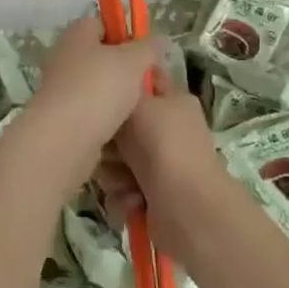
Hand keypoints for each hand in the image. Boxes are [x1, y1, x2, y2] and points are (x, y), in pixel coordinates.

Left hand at [17, 17, 162, 182]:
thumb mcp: (133, 61)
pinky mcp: (61, 116)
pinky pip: (90, 110)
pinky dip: (105, 116)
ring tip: (140, 107)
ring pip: (96, 85)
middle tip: (148, 81)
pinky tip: (123, 126)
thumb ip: (149, 48)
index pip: (101, 24)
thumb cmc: (100, 87)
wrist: (64, 137)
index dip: (124, 34)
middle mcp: (64, 57)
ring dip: (116, 95)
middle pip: (99, 56)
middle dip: (124, 68)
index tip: (144, 52)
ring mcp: (60, 87)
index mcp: (76, 34)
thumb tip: (161, 39)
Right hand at [101, 70, 237, 258]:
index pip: (144, 80)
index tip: (101, 93)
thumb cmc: (163, 144)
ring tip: (124, 180)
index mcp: (173, 101)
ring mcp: (161, 164)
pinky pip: (121, 188)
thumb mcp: (137, 103)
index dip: (122, 82)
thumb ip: (120, 89)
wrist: (187, 207)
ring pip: (116, 159)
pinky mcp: (152, 195)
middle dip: (109, 141)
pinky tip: (132, 200)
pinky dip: (123, 196)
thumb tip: (112, 85)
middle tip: (109, 147)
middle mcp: (168, 130)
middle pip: (121, 126)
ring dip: (114, 172)